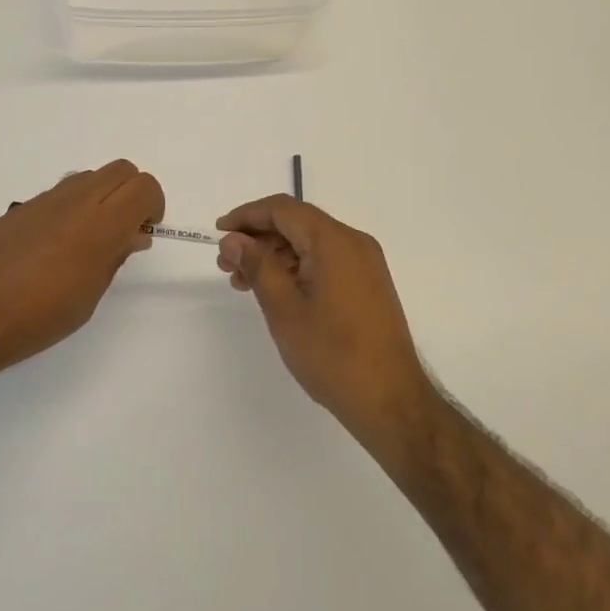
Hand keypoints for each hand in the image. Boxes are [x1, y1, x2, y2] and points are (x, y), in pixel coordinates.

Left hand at [0, 160, 163, 392]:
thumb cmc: (33, 320)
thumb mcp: (87, 299)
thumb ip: (113, 258)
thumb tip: (132, 234)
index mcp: (97, 227)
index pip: (143, 186)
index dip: (153, 205)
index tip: (144, 232)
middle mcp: (72, 202)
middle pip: (120, 170)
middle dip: (131, 194)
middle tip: (123, 232)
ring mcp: (41, 201)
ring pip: (88, 178)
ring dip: (100, 199)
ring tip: (86, 243)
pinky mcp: (16, 208)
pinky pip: (56, 195)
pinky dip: (69, 209)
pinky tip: (50, 249)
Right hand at [217, 196, 435, 445]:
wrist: (391, 401)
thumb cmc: (333, 354)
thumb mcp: (284, 309)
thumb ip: (257, 266)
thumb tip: (234, 239)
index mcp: (334, 241)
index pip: (283, 209)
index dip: (247, 215)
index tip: (218, 233)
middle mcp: (353, 243)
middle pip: (297, 223)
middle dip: (258, 238)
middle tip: (226, 264)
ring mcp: (364, 264)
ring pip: (309, 243)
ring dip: (274, 255)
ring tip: (243, 282)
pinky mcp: (367, 284)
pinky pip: (325, 261)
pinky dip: (295, 268)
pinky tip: (275, 291)